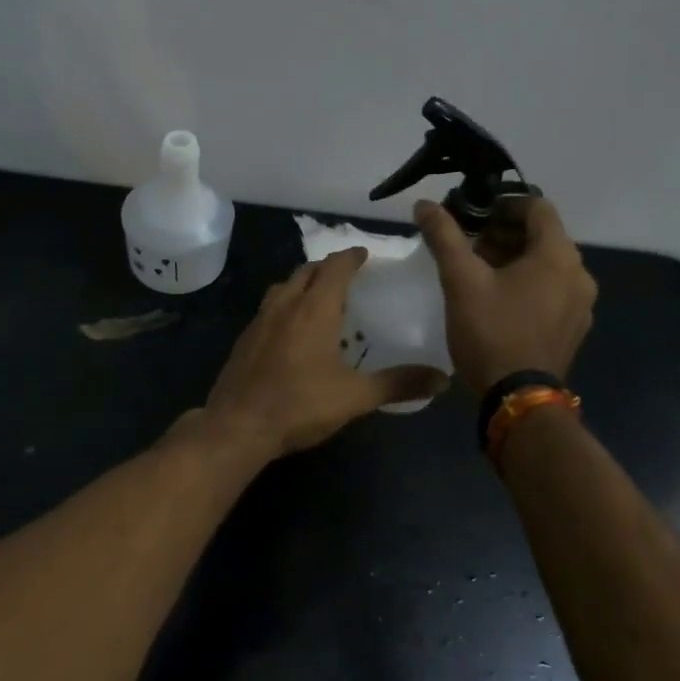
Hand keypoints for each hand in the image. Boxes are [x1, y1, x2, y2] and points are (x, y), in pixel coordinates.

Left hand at [204, 248, 448, 457]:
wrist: (237, 426)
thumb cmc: (300, 404)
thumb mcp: (355, 396)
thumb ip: (398, 384)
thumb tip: (442, 379)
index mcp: (314, 308)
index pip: (335, 267)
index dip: (351, 257)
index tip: (364, 254)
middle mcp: (286, 304)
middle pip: (307, 271)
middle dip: (327, 267)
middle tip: (347, 275)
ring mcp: (260, 320)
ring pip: (284, 287)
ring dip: (303, 283)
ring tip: (319, 297)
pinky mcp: (245, 339)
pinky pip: (269, 308)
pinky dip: (285, 305)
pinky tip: (291, 330)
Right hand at [414, 196, 596, 394]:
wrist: (518, 400)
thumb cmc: (491, 331)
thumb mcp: (461, 280)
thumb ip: (444, 236)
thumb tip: (424, 204)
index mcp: (558, 255)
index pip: (537, 206)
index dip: (504, 203)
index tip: (474, 215)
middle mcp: (579, 274)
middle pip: (543, 235)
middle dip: (504, 233)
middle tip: (470, 245)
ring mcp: (581, 304)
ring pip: (547, 264)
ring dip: (514, 258)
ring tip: (478, 272)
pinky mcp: (574, 327)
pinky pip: (553, 289)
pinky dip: (528, 282)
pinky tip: (498, 300)